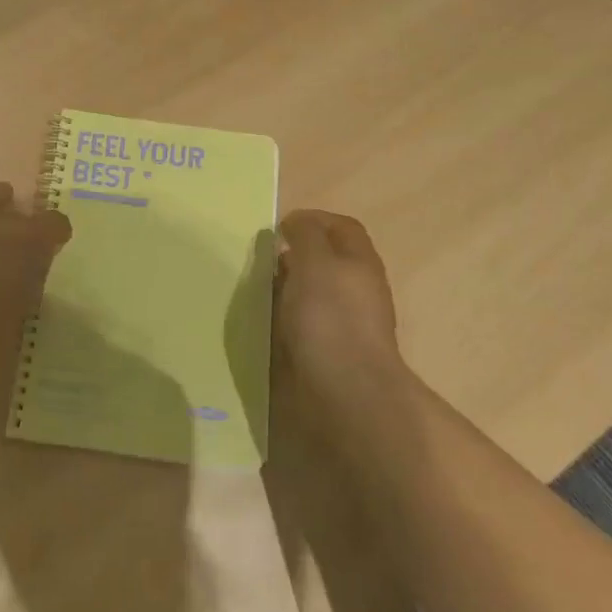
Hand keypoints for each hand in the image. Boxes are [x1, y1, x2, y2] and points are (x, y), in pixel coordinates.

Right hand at [276, 210, 404, 401]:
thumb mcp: (316, 261)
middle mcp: (355, 290)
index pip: (341, 228)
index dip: (313, 219)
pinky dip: (279, 319)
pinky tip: (259, 322)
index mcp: (359, 262)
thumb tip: (297, 223)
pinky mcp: (324, 353)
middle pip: (324, 261)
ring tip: (252, 289)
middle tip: (258, 258)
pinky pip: (298, 325)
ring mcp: (341, 324)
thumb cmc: (330, 317)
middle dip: (292, 256)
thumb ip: (306, 235)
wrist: (344, 392)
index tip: (278, 227)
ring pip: (309, 294)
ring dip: (283, 289)